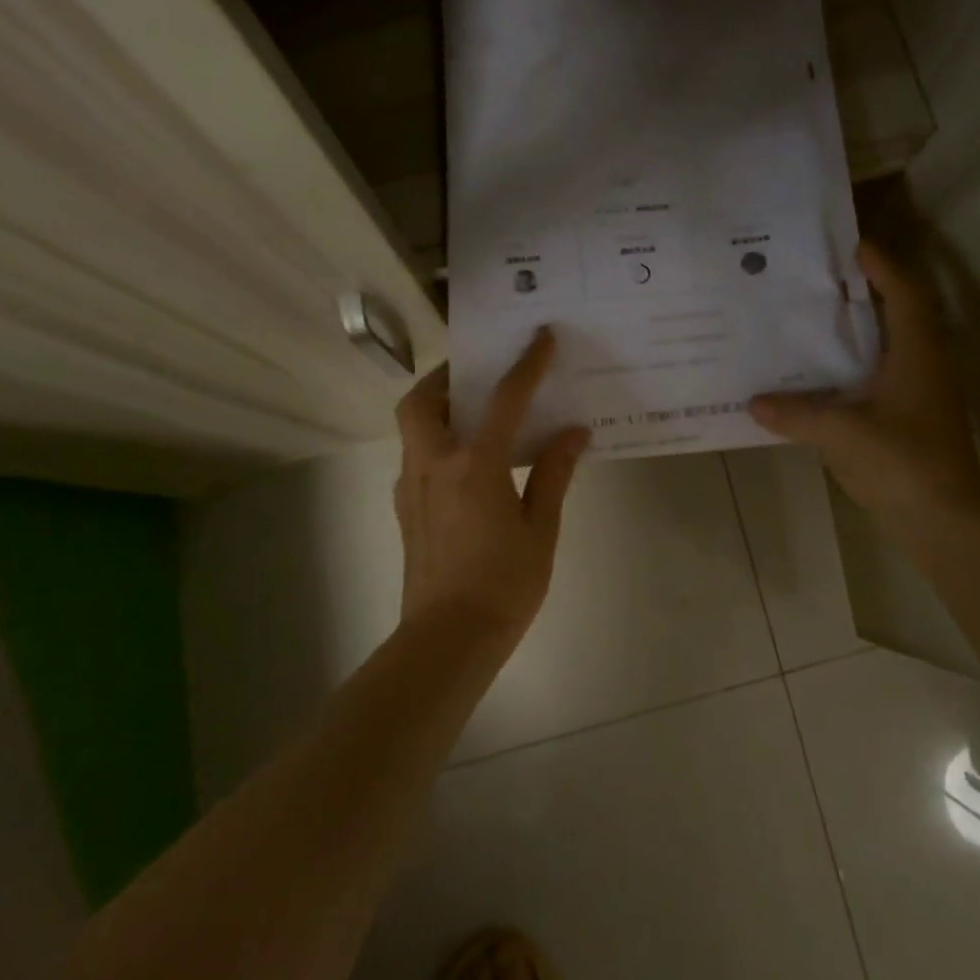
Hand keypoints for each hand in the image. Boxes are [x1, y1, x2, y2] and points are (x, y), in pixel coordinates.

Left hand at [393, 329, 590, 639]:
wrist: (447, 640)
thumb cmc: (503, 585)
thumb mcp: (541, 529)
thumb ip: (553, 474)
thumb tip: (574, 432)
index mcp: (474, 466)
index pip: (503, 400)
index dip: (525, 365)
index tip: (541, 338)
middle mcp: (434, 465)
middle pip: (422, 400)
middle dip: (446, 376)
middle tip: (478, 371)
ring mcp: (412, 487)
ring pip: (412, 426)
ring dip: (437, 405)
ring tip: (474, 411)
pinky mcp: (405, 508)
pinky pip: (416, 455)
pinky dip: (436, 439)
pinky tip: (466, 460)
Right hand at [750, 241, 979, 528]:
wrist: (945, 522)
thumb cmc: (901, 463)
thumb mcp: (841, 433)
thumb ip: (796, 413)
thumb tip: (755, 401)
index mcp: (918, 354)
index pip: (904, 292)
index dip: (882, 265)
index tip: (851, 246)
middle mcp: (926, 366)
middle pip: (900, 314)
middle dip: (866, 293)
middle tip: (822, 281)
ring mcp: (924, 395)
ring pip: (893, 347)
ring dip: (862, 330)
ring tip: (817, 321)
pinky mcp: (915, 420)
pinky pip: (884, 377)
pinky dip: (858, 367)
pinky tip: (824, 378)